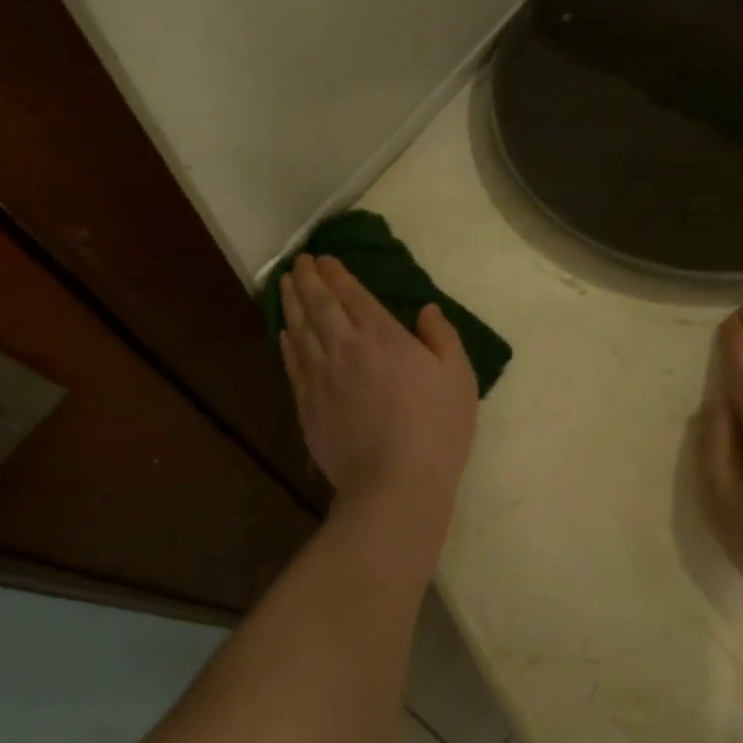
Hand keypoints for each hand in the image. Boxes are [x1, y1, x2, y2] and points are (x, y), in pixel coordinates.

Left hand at [279, 255, 478, 511]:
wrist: (394, 484)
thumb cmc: (436, 429)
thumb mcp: (458, 377)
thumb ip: (442, 337)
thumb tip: (426, 310)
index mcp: (383, 336)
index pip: (353, 295)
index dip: (337, 274)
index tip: (325, 259)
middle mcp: (345, 347)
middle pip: (320, 305)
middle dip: (309, 279)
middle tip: (300, 261)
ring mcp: (321, 376)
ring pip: (299, 329)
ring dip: (291, 302)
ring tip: (285, 283)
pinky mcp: (307, 404)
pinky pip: (293, 363)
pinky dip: (286, 342)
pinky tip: (284, 332)